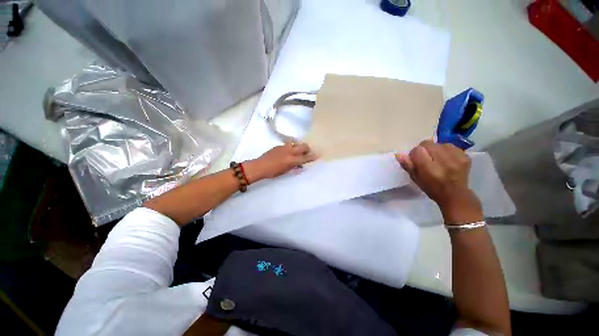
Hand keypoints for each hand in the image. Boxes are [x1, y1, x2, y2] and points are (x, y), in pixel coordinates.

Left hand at [243, 142, 317, 182]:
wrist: (260, 166)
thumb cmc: (273, 172)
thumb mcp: (285, 171)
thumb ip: (294, 167)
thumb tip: (300, 165)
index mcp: (291, 160)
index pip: (305, 158)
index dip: (312, 157)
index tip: (318, 155)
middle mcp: (289, 151)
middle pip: (303, 146)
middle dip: (307, 149)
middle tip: (307, 153)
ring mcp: (284, 147)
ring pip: (296, 143)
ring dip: (299, 147)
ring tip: (297, 152)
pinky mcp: (279, 145)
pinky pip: (288, 145)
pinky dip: (291, 148)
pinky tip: (287, 153)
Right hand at [396, 140, 482, 224]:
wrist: (455, 195)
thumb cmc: (431, 188)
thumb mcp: (415, 179)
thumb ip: (407, 165)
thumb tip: (398, 154)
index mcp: (429, 169)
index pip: (417, 150)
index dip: (414, 154)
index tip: (416, 160)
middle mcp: (444, 162)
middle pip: (428, 143)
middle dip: (424, 149)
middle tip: (426, 158)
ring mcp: (457, 158)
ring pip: (439, 143)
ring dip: (435, 149)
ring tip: (437, 158)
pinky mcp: (465, 157)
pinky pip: (451, 145)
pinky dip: (446, 150)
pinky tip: (446, 158)